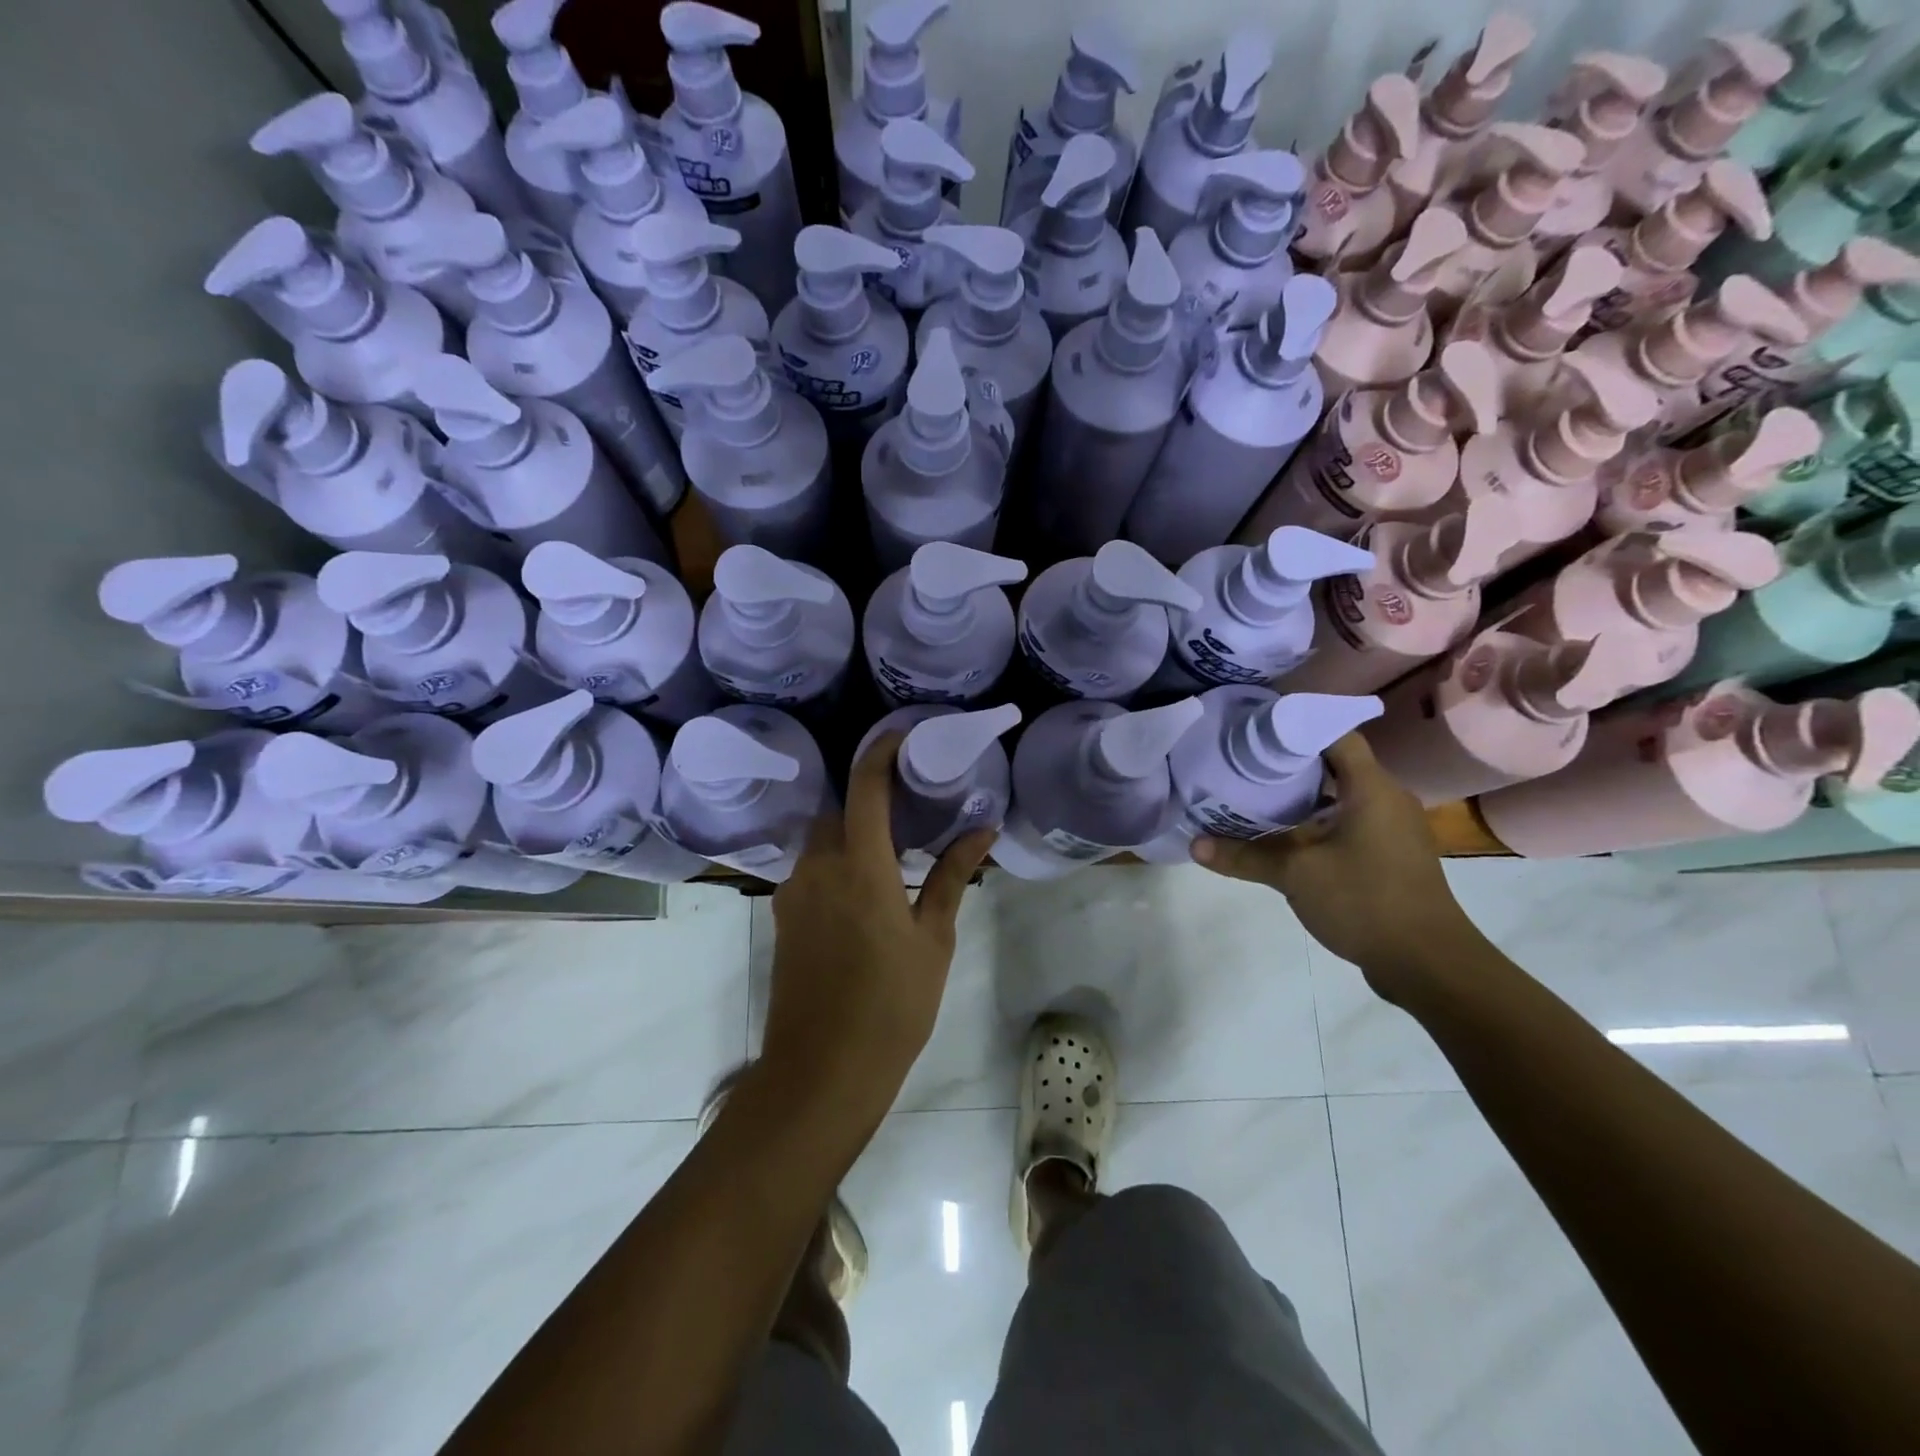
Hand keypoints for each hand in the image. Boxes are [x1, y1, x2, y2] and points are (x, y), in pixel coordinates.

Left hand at [763, 732, 996, 1118]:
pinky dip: (837, 867)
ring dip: (852, 838)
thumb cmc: (891, 1006)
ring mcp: (792, 892)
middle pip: (839, 811)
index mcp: (859, 866)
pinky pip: (811, 872)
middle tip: (909, 813)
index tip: (903, 734)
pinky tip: (865, 898)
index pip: (866, 787)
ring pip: (822, 842)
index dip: (881, 751)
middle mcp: (817, 867)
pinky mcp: (782, 917)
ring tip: (892, 859)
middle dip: (869, 802)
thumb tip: (982, 831)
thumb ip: (950, 877)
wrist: (821, 1073)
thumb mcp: (933, 940)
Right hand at [1190, 734, 1484, 1005]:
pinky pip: (1348, 822)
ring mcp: (1391, 828)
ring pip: (1340, 796)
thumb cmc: (1365, 901)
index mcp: (1371, 788)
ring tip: (1253, 792)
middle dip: (1288, 761)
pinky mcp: (1389, 854)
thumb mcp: (1295, 875)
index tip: (1254, 727)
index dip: (1296, 724)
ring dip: (1300, 794)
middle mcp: (1386, 799)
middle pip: (1334, 763)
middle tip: (1242, 760)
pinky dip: (1315, 820)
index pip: (1335, 733)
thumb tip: (1194, 845)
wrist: (1428, 963)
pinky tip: (1282, 833)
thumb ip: (1244, 856)